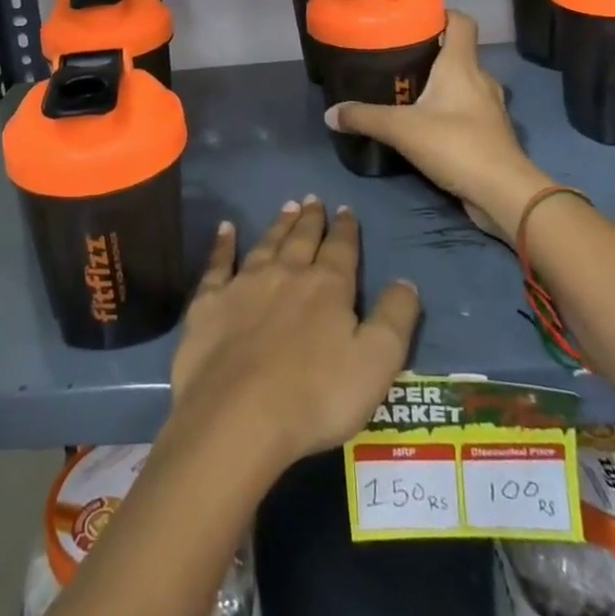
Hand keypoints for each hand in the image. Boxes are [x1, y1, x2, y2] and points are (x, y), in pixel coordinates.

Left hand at [170, 200, 419, 473]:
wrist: (238, 415)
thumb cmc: (316, 396)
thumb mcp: (376, 362)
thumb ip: (395, 318)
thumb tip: (406, 281)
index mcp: (327, 287)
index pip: (341, 249)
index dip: (346, 229)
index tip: (346, 210)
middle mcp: (286, 274)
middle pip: (301, 240)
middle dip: (310, 220)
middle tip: (312, 200)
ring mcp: (244, 284)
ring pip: (266, 244)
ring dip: (278, 225)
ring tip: (286, 207)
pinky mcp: (209, 302)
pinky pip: (218, 263)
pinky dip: (222, 244)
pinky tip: (225, 228)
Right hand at [325, 11, 547, 238]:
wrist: (503, 193)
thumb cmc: (456, 145)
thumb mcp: (401, 129)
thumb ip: (364, 118)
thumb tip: (330, 113)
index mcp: (462, 65)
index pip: (461, 21)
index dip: (441, 13)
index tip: (414, 18)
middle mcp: (480, 79)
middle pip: (458, 52)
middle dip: (430, 52)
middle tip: (397, 58)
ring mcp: (489, 107)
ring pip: (463, 83)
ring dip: (440, 84)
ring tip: (408, 91)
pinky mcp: (490, 133)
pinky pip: (467, 110)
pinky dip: (449, 110)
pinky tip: (426, 123)